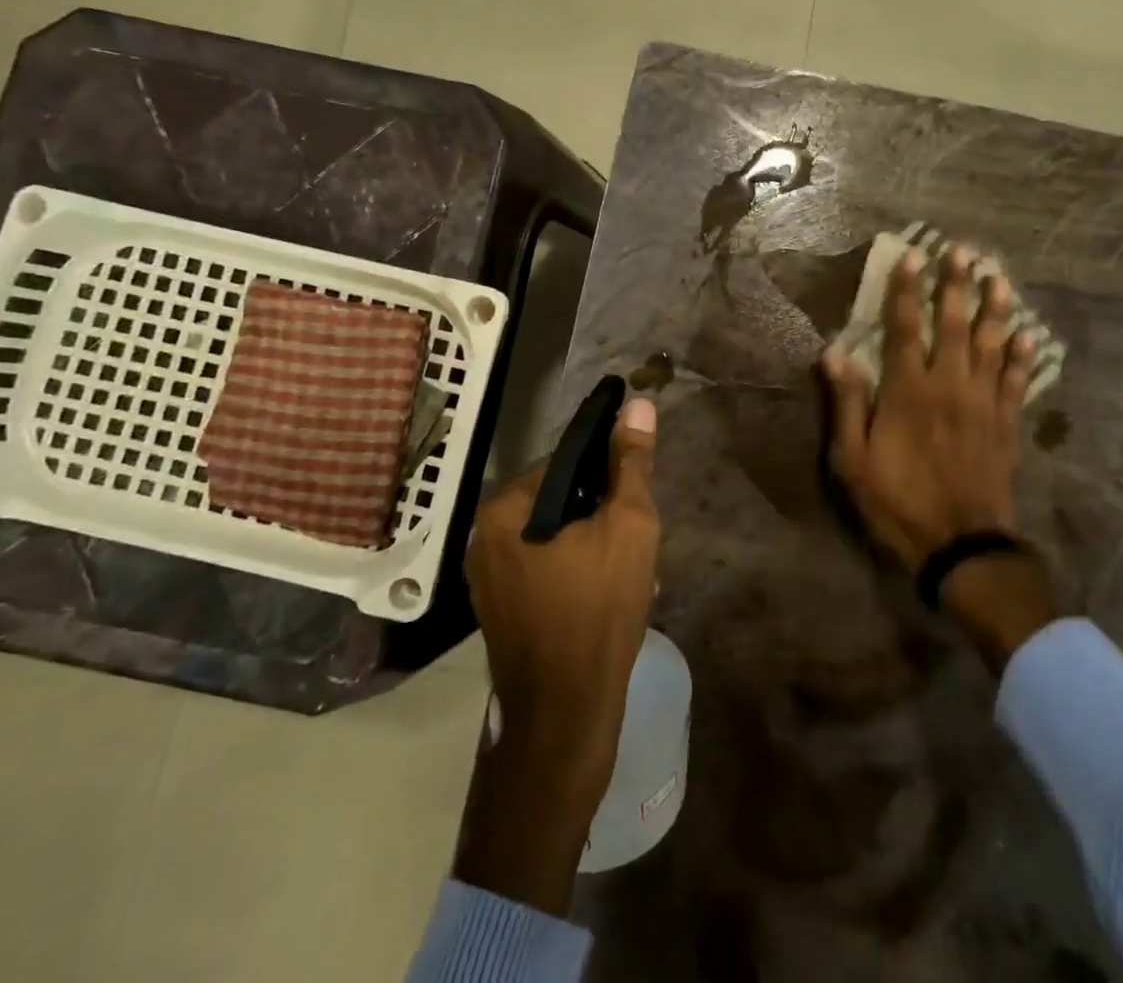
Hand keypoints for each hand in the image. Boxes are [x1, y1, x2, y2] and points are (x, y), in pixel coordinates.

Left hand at [454, 398, 660, 914]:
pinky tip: (605, 596)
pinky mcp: (497, 611)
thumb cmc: (599, 611)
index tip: (635, 498)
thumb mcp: (629, 527)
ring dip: (591, 545)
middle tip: (636, 543)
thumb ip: (632, 464)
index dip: (607, 474)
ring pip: (552, 537)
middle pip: (558, 501)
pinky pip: (542, 569)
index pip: (565, 462)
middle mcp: (484, 536)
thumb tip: (638, 405)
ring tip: (628, 573)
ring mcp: (487, 578)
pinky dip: (573, 571)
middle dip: (601, 514)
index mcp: (506, 508)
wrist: (566, 717)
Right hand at [822, 245, 1034, 570]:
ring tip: (1000, 278)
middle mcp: (949, 386)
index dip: (907, 289)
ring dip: (995, 309)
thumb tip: (834, 352)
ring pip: (991, 345)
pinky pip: (1016, 381)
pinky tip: (1029, 335)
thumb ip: (847, 403)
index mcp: (908, 391)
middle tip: (964, 251)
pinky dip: (1023, 356)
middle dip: (956, 285)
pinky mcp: (1006, 425)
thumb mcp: (852, 460)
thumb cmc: (897, 501)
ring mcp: (983, 404)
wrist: (961, 545)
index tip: (913, 256)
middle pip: (954, 325)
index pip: (906, 328)